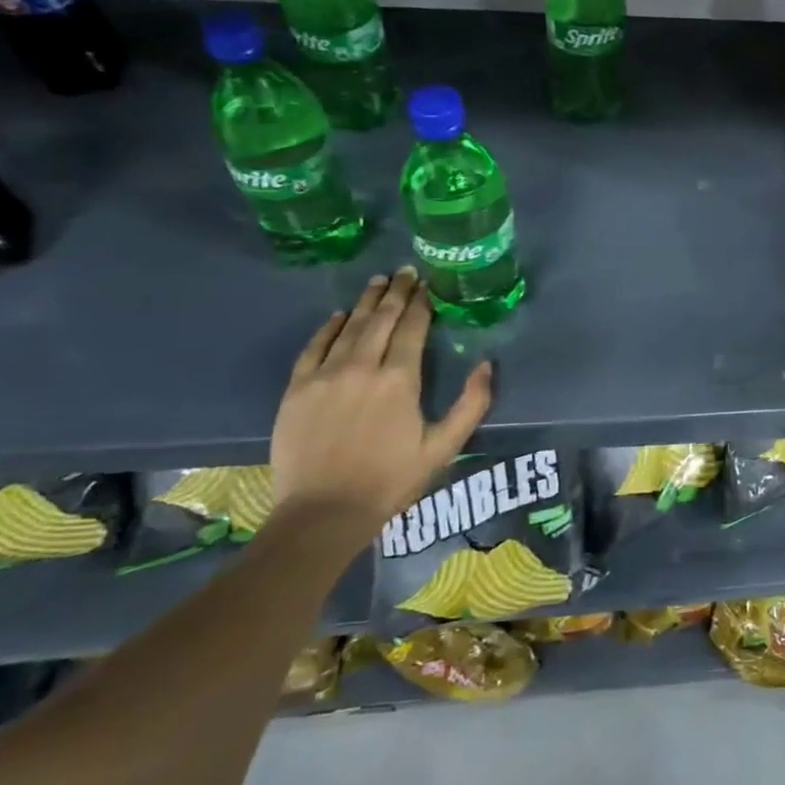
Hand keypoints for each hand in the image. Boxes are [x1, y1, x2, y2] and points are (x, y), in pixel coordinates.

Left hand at [270, 267, 493, 540]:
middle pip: (381, 319)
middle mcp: (362, 367)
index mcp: (400, 380)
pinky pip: (314, 347)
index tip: (428, 285)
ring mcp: (325, 375)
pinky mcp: (297, 389)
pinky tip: (339, 315)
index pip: (413, 328)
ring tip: (379, 282)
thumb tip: (486, 364)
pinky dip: (329, 327)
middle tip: (406, 272)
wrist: (323, 512)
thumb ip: (471, 404)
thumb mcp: (443, 447)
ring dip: (366, 302)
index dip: (422, 303)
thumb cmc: (390, 480)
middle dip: (397, 292)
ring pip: (349, 326)